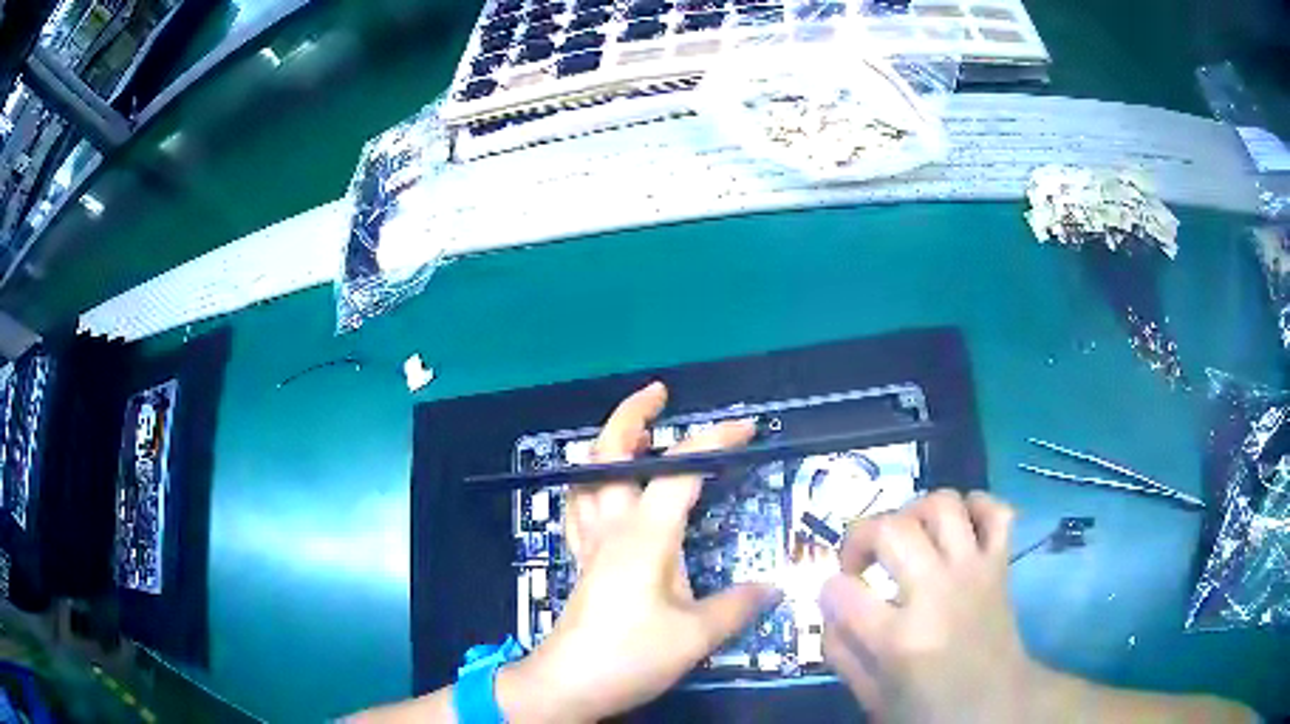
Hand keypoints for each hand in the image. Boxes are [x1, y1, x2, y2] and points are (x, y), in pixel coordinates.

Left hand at [499, 382, 782, 722]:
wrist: (569, 683)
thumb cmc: (630, 656)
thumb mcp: (696, 636)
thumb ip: (738, 606)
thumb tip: (774, 587)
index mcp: (644, 535)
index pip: (681, 470)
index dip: (715, 441)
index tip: (747, 427)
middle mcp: (612, 526)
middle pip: (609, 454)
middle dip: (632, 416)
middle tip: (660, 395)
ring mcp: (590, 542)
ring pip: (585, 475)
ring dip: (608, 445)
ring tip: (638, 435)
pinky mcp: (581, 559)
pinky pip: (578, 505)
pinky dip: (591, 482)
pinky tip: (605, 487)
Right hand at [819, 490, 1037, 723]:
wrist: (997, 706)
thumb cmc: (930, 709)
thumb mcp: (871, 697)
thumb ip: (842, 652)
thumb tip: (829, 606)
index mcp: (899, 639)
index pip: (842, 590)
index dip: (829, 588)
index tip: (836, 596)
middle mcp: (937, 592)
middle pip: (890, 530)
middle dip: (859, 538)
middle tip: (861, 564)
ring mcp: (974, 571)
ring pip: (941, 505)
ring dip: (913, 513)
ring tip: (906, 539)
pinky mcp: (1000, 564)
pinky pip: (996, 511)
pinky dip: (976, 506)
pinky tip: (958, 526)